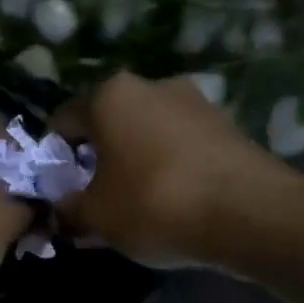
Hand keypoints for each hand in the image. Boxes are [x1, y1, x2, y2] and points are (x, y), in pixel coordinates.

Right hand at [53, 72, 274, 267]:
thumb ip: (67, 210)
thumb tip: (60, 208)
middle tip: (96, 198)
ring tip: (136, 203)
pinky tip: (173, 201)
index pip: (63, 121)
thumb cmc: (154, 204)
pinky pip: (180, 145)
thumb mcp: (95, 217)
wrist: (249, 213)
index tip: (59, 190)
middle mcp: (152, 85)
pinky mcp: (226, 125)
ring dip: (134, 161)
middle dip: (97, 158)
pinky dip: (168, 167)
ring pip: (146, 133)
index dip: (54, 157)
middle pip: (108, 123)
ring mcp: (195, 101)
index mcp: (110, 96)